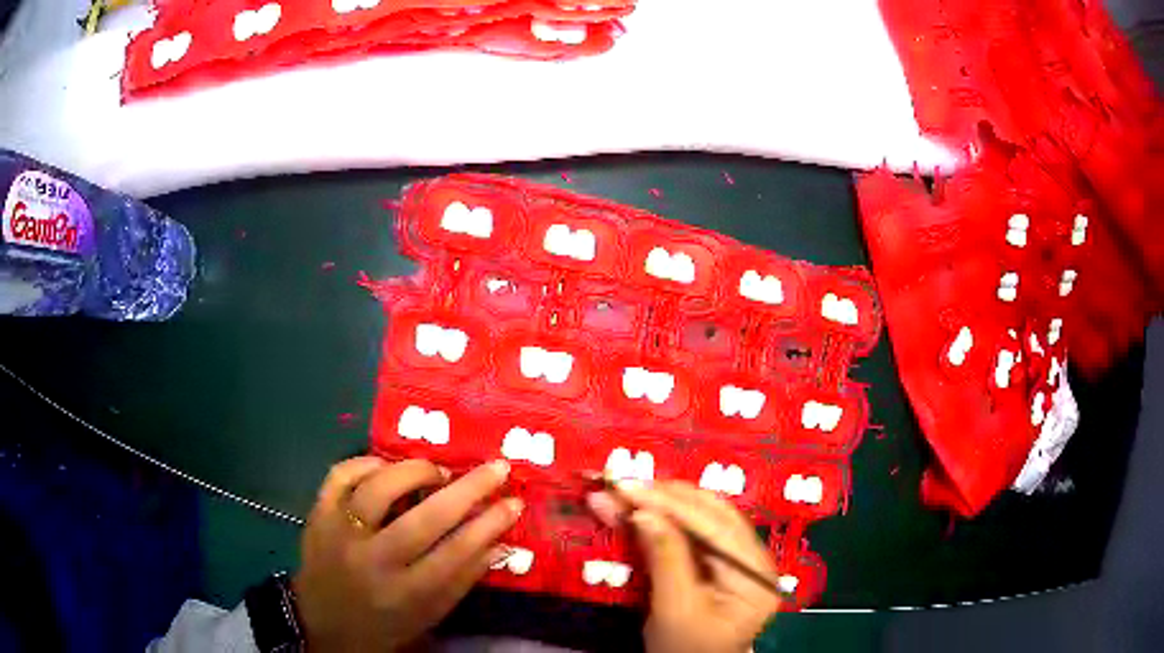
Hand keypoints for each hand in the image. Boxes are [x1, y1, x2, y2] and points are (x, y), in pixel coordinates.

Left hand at [293, 457, 521, 651]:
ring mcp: (340, 534)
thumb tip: (501, 541)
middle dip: (468, 489)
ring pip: (379, 488)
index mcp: (406, 594)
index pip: (456, 554)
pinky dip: (366, 463)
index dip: (490, 524)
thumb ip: (464, 579)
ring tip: (437, 472)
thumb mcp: (430, 614)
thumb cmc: (385, 624)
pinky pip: (340, 475)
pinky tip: (386, 466)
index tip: (513, 502)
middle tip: (496, 468)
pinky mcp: (317, 515)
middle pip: (425, 518)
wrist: (323, 625)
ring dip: (416, 471)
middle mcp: (373, 562)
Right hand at [589, 481, 778, 652]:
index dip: (672, 505)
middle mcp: (756, 559)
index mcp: (756, 577)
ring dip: (665, 502)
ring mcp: (740, 558)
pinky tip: (643, 508)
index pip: (718, 529)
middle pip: (715, 515)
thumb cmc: (685, 648)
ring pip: (705, 517)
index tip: (630, 489)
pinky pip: (695, 531)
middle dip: (667, 498)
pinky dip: (667, 517)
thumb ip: (665, 559)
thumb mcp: (675, 610)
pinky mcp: (720, 561)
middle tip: (625, 485)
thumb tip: (643, 512)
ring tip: (630, 491)